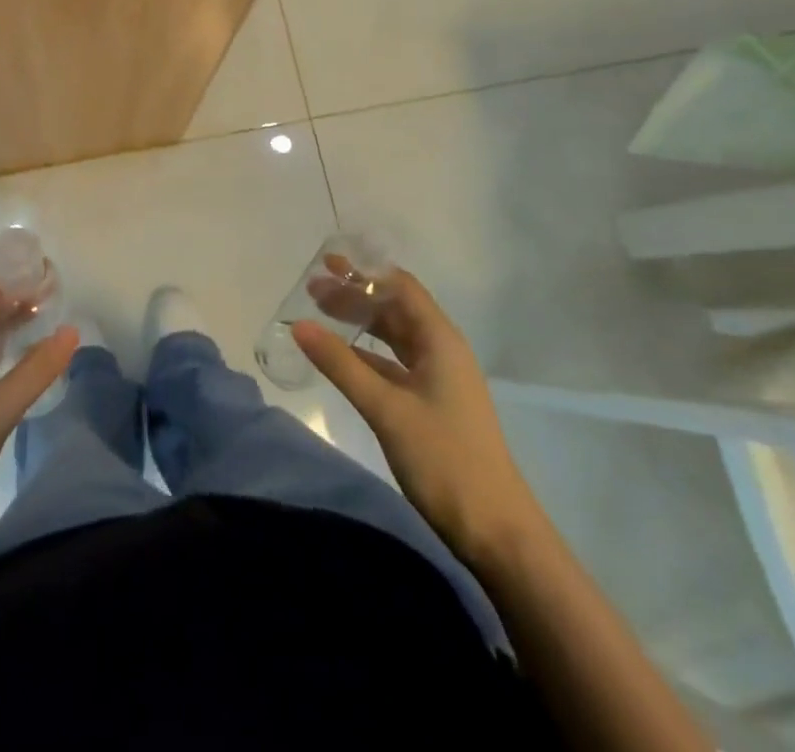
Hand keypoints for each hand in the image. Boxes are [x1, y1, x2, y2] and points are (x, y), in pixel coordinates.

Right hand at [294, 268, 538, 565]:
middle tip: (312, 289)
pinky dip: (367, 354)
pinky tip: (342, 357)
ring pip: (394, 337)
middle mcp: (442, 350)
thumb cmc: (444, 459)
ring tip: (320, 314)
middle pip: (395, 309)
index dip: (365, 271)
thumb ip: (341, 364)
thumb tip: (299, 325)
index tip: (327, 262)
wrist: (495, 531)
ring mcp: (438, 379)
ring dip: (360, 323)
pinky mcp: (431, 404)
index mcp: (440, 340)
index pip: (401, 287)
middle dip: (355, 295)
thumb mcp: (386, 408)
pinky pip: (394, 364)